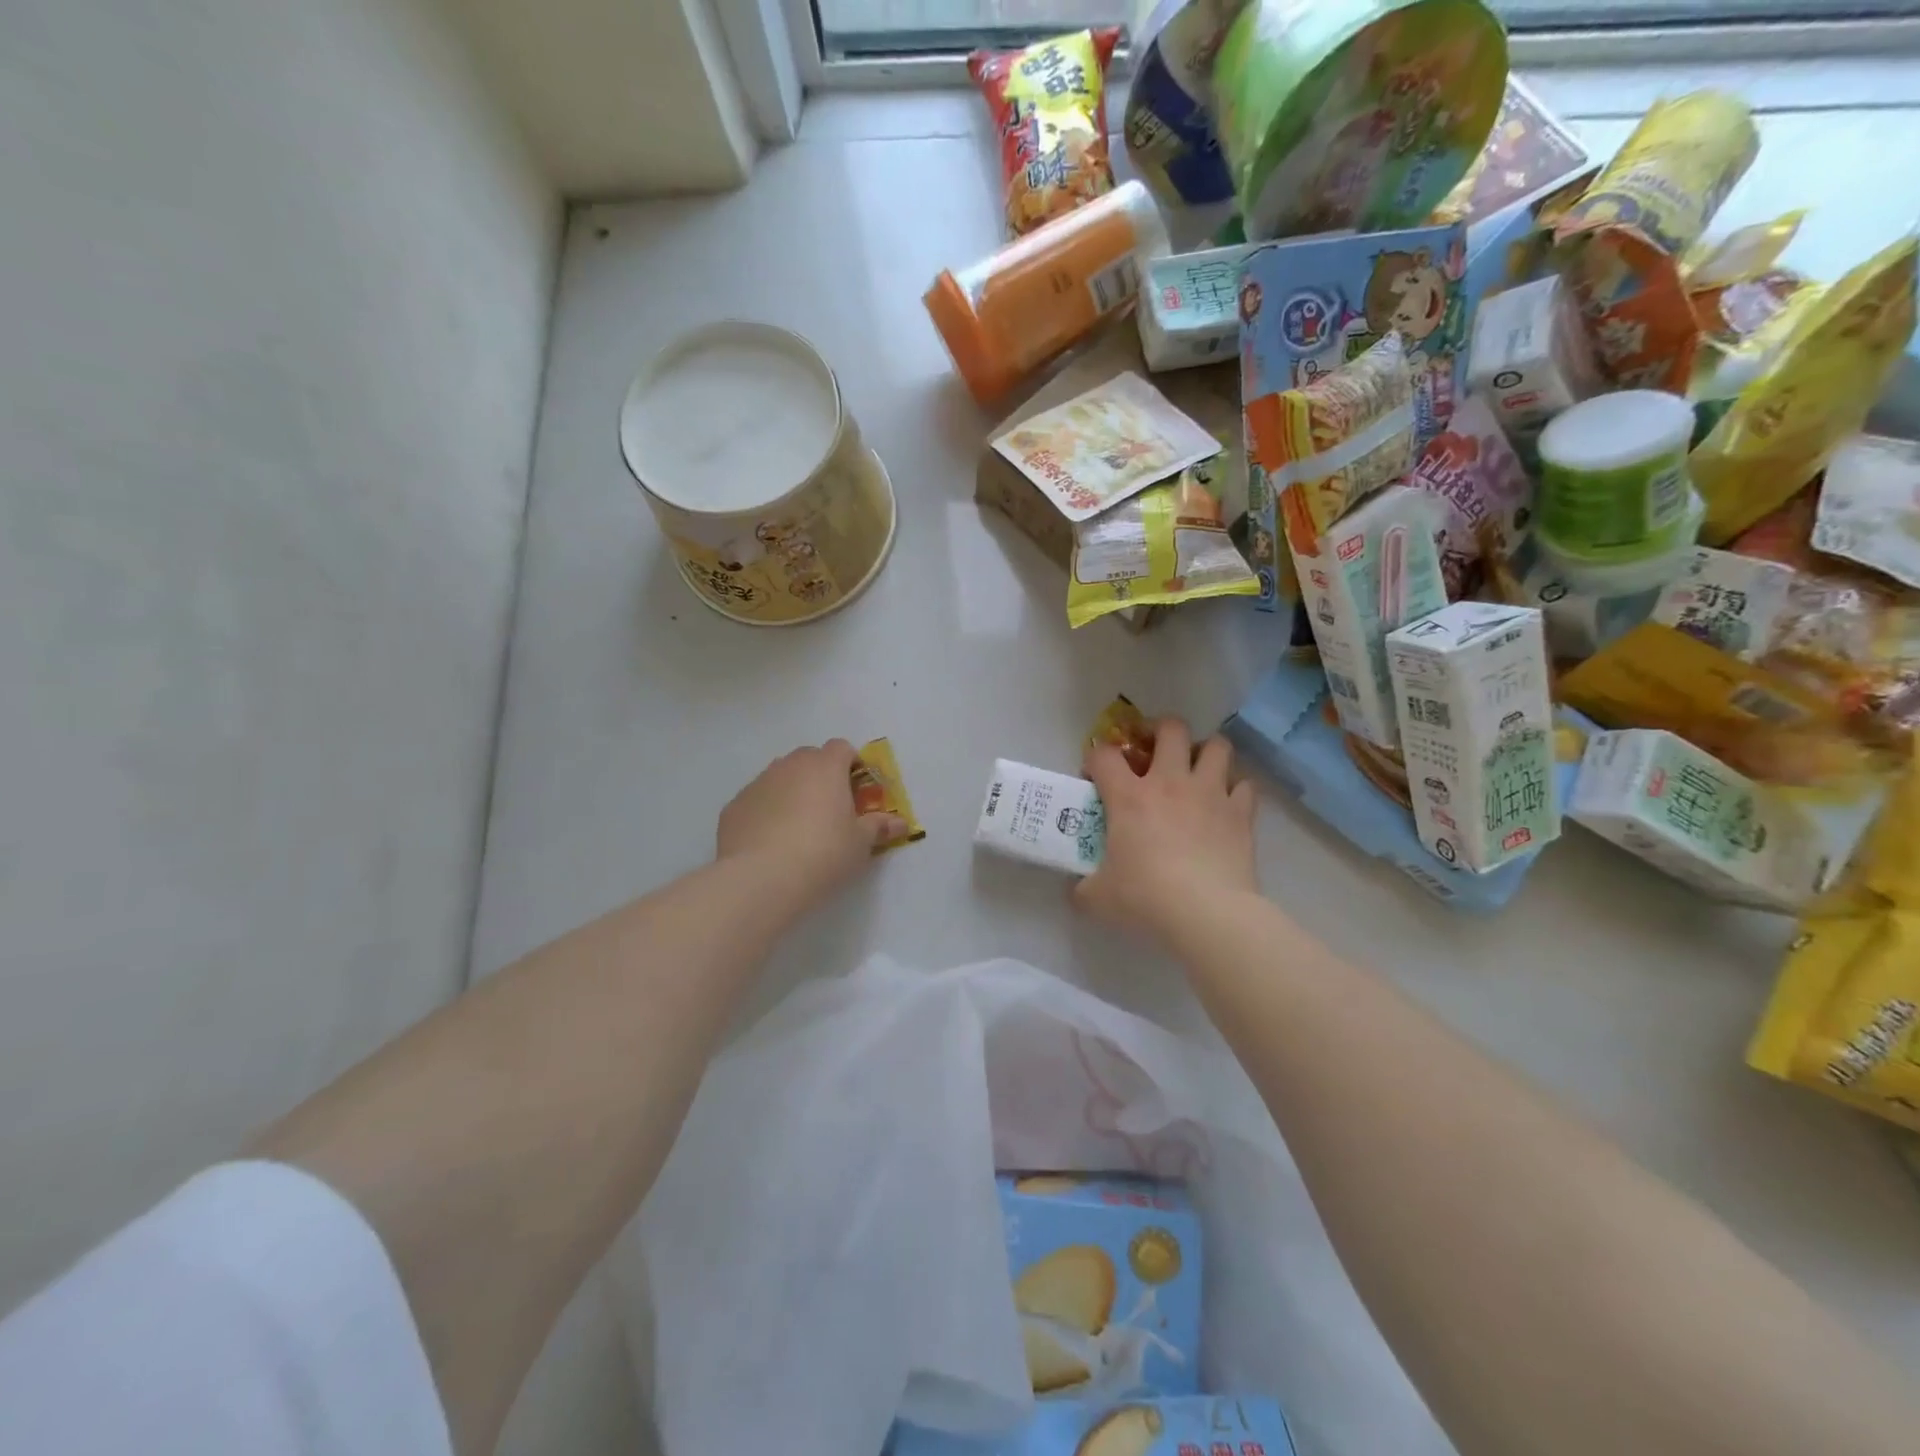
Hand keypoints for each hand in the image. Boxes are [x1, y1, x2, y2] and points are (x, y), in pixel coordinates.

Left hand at [716, 740, 906, 909]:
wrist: (761, 878)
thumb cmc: (823, 853)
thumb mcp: (860, 844)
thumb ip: (879, 827)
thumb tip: (901, 823)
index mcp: (825, 767)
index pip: (842, 748)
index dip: (851, 764)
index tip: (856, 791)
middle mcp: (790, 765)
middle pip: (809, 758)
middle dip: (820, 776)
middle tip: (830, 810)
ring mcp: (758, 783)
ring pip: (780, 777)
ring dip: (792, 791)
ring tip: (798, 828)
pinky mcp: (734, 806)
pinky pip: (757, 800)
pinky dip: (766, 812)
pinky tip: (769, 842)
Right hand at [1076, 718, 1256, 943]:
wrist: (1206, 912)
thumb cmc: (1145, 897)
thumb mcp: (1099, 896)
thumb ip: (1084, 887)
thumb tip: (1077, 891)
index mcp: (1128, 796)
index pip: (1103, 755)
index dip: (1095, 758)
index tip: (1096, 776)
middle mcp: (1170, 782)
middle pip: (1171, 728)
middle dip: (1161, 731)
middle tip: (1155, 751)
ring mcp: (1210, 793)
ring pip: (1217, 745)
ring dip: (1206, 751)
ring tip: (1198, 769)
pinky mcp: (1241, 812)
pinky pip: (1244, 784)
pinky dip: (1236, 789)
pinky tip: (1226, 804)